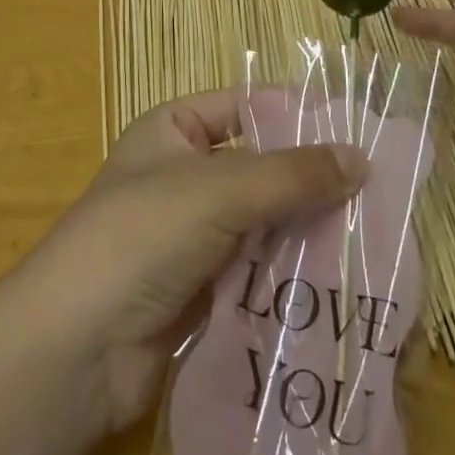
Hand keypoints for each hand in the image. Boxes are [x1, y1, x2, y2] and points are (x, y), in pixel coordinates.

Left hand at [17, 90, 367, 433]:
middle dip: (311, 181)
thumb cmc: (142, 235)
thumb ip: (291, 174)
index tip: (358, 132)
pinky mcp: (205, 287)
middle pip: (261, 166)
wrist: (77, 347)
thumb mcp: (218, 190)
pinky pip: (259, 269)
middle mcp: (185, 174)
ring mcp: (194, 233)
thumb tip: (360, 157)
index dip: (297, 115)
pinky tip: (341, 281)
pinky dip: (292, 273)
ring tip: (372, 238)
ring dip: (308, 231)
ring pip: (265, 221)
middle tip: (377, 194)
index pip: (246, 106)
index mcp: (175, 129)